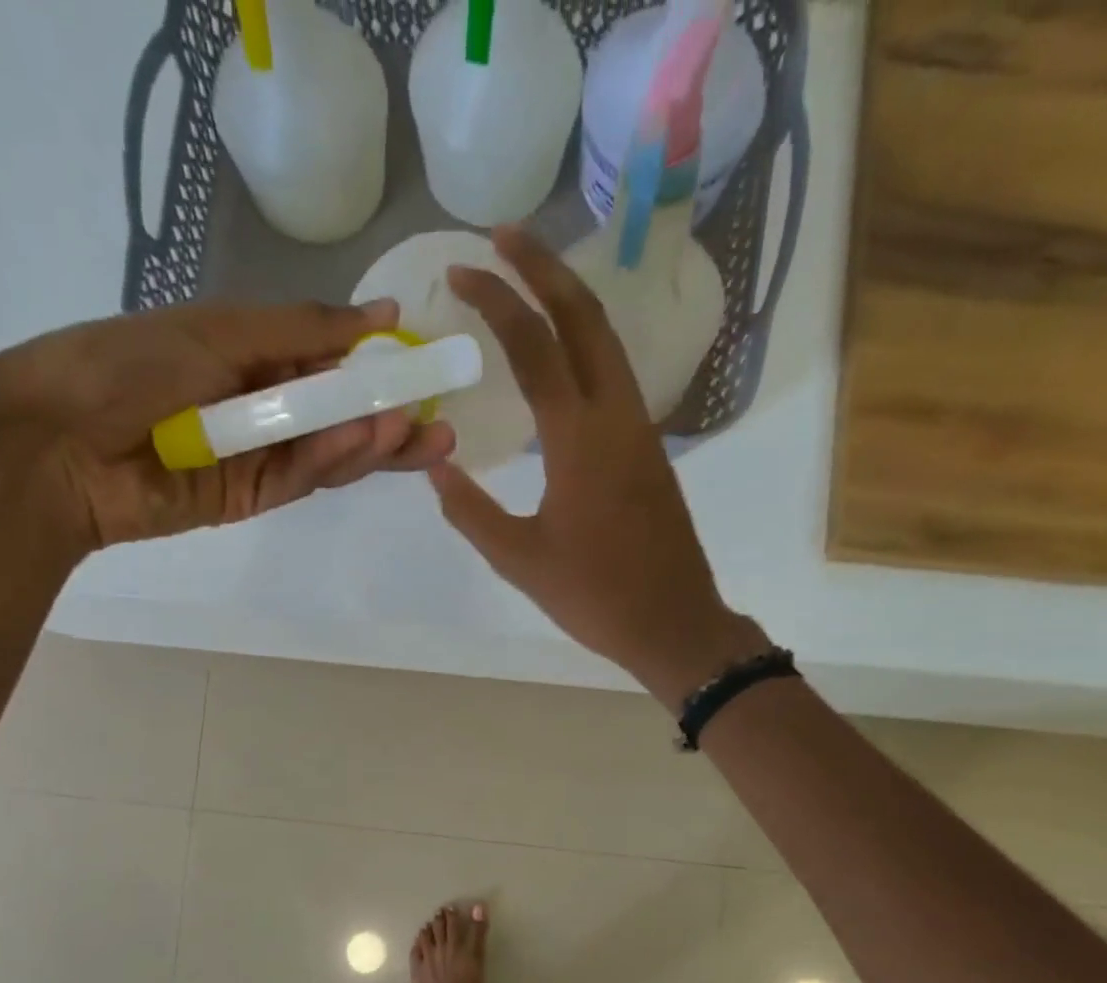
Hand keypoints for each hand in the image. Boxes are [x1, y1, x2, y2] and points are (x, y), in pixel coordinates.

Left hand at [0, 298, 453, 554]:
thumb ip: (302, 330)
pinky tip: (366, 440)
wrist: (58, 443)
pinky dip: (332, 459)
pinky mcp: (250, 500)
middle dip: (389, 422)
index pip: (329, 363)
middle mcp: (260, 408)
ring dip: (371, 443)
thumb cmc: (128, 365)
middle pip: (339, 417)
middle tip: (442, 424)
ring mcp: (256, 457)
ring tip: (416, 432)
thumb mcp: (220, 331)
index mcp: (250, 355)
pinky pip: (300, 477)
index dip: (376, 367)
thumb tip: (380, 314)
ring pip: (327, 453)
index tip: (422, 365)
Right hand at [426, 228, 767, 711]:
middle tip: (502, 236)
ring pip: (607, 341)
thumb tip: (434, 464)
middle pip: (585, 316)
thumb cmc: (594, 596)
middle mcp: (616, 416)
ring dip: (569, 299)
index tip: (461, 271)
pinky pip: (614, 375)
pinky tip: (560, 351)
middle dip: (544, 266)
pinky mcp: (648, 448)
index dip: (497, 301)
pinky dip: (584, 342)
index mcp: (579, 439)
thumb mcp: (519, 559)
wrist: (673, 622)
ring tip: (528, 277)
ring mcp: (640, 429)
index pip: (535, 346)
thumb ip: (469, 509)